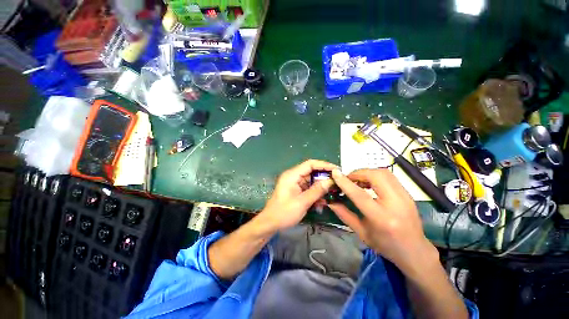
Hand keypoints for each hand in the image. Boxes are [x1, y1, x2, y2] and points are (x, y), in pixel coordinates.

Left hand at [256, 160, 338, 231]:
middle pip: (311, 171)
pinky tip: (323, 201)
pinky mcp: (296, 190)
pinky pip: (308, 188)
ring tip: (333, 192)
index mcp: (292, 175)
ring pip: (311, 180)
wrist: (270, 224)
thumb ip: (317, 190)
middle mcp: (293, 176)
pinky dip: (316, 193)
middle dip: (324, 177)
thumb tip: (330, 181)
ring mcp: (294, 183)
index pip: (310, 164)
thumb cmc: (284, 212)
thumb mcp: (302, 202)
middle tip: (337, 182)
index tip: (336, 170)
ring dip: (321, 187)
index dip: (324, 165)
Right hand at [328, 169, 438, 279]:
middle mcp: (396, 204)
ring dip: (367, 172)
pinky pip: (389, 177)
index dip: (345, 182)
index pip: (360, 195)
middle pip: (376, 176)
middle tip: (348, 178)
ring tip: (357, 180)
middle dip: (358, 173)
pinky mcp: (408, 194)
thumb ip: (344, 214)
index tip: (335, 173)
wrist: (415, 251)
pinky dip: (375, 175)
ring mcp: (405, 197)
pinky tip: (369, 183)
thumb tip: (330, 201)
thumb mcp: (361, 232)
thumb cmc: (386, 245)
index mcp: (381, 218)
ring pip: (384, 173)